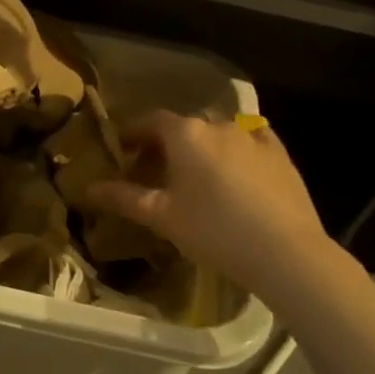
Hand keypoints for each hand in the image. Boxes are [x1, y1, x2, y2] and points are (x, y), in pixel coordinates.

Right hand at [88, 112, 345, 300]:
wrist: (286, 252)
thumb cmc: (214, 230)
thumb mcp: (162, 217)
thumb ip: (124, 198)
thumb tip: (88, 188)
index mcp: (185, 133)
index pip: (150, 121)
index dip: (133, 133)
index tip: (122, 150)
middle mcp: (218, 124)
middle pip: (183, 126)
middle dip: (166, 143)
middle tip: (154, 170)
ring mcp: (252, 137)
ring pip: (217, 134)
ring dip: (201, 147)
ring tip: (196, 176)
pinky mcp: (280, 154)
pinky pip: (251, 142)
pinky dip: (237, 150)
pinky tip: (237, 169)